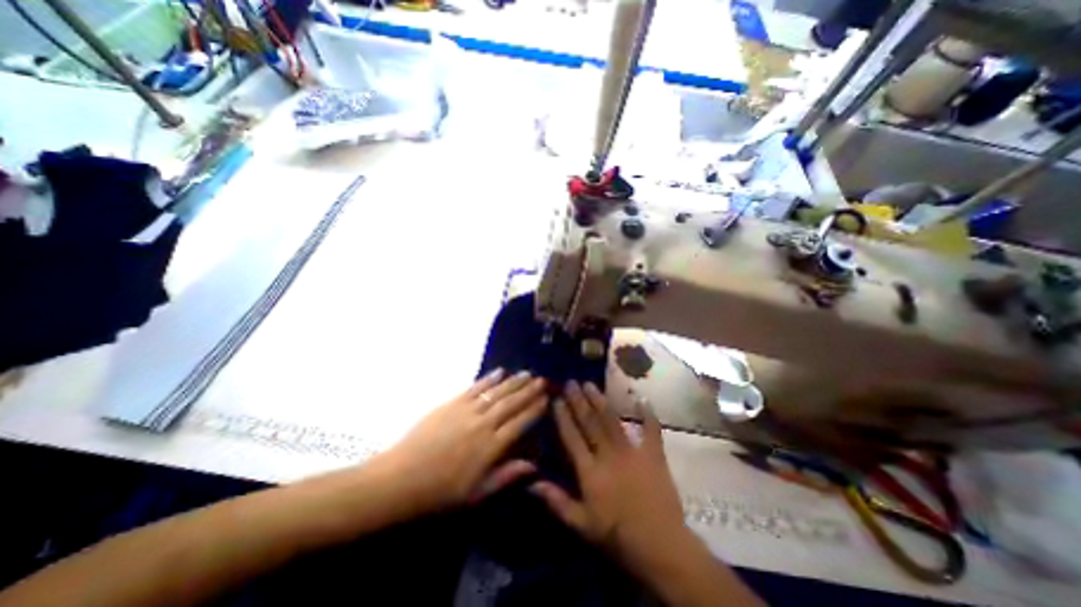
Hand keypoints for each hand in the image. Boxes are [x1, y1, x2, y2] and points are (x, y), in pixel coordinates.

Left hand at [374, 371, 543, 516]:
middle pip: (511, 404)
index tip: (546, 399)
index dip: (534, 410)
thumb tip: (535, 466)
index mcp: (491, 447)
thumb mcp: (477, 494)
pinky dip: (488, 379)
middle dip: (528, 391)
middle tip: (542, 380)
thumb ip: (507, 476)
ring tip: (527, 373)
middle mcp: (483, 424)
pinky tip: (499, 371)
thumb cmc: (440, 493)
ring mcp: (466, 411)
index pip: (520, 423)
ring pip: (496, 392)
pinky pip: (474, 388)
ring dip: (513, 381)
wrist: (400, 479)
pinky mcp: (451, 404)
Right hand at [529, 381, 687, 576]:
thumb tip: (531, 482)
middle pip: (590, 422)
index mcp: (590, 471)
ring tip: (590, 384)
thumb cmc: (617, 536)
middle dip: (578, 400)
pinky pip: (651, 430)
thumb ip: (556, 501)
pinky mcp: (653, 454)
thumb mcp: (581, 524)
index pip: (572, 437)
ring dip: (600, 401)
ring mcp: (632, 451)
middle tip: (571, 382)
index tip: (556, 399)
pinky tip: (642, 399)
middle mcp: (608, 454)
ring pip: (612, 420)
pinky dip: (648, 414)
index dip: (563, 417)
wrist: (660, 546)